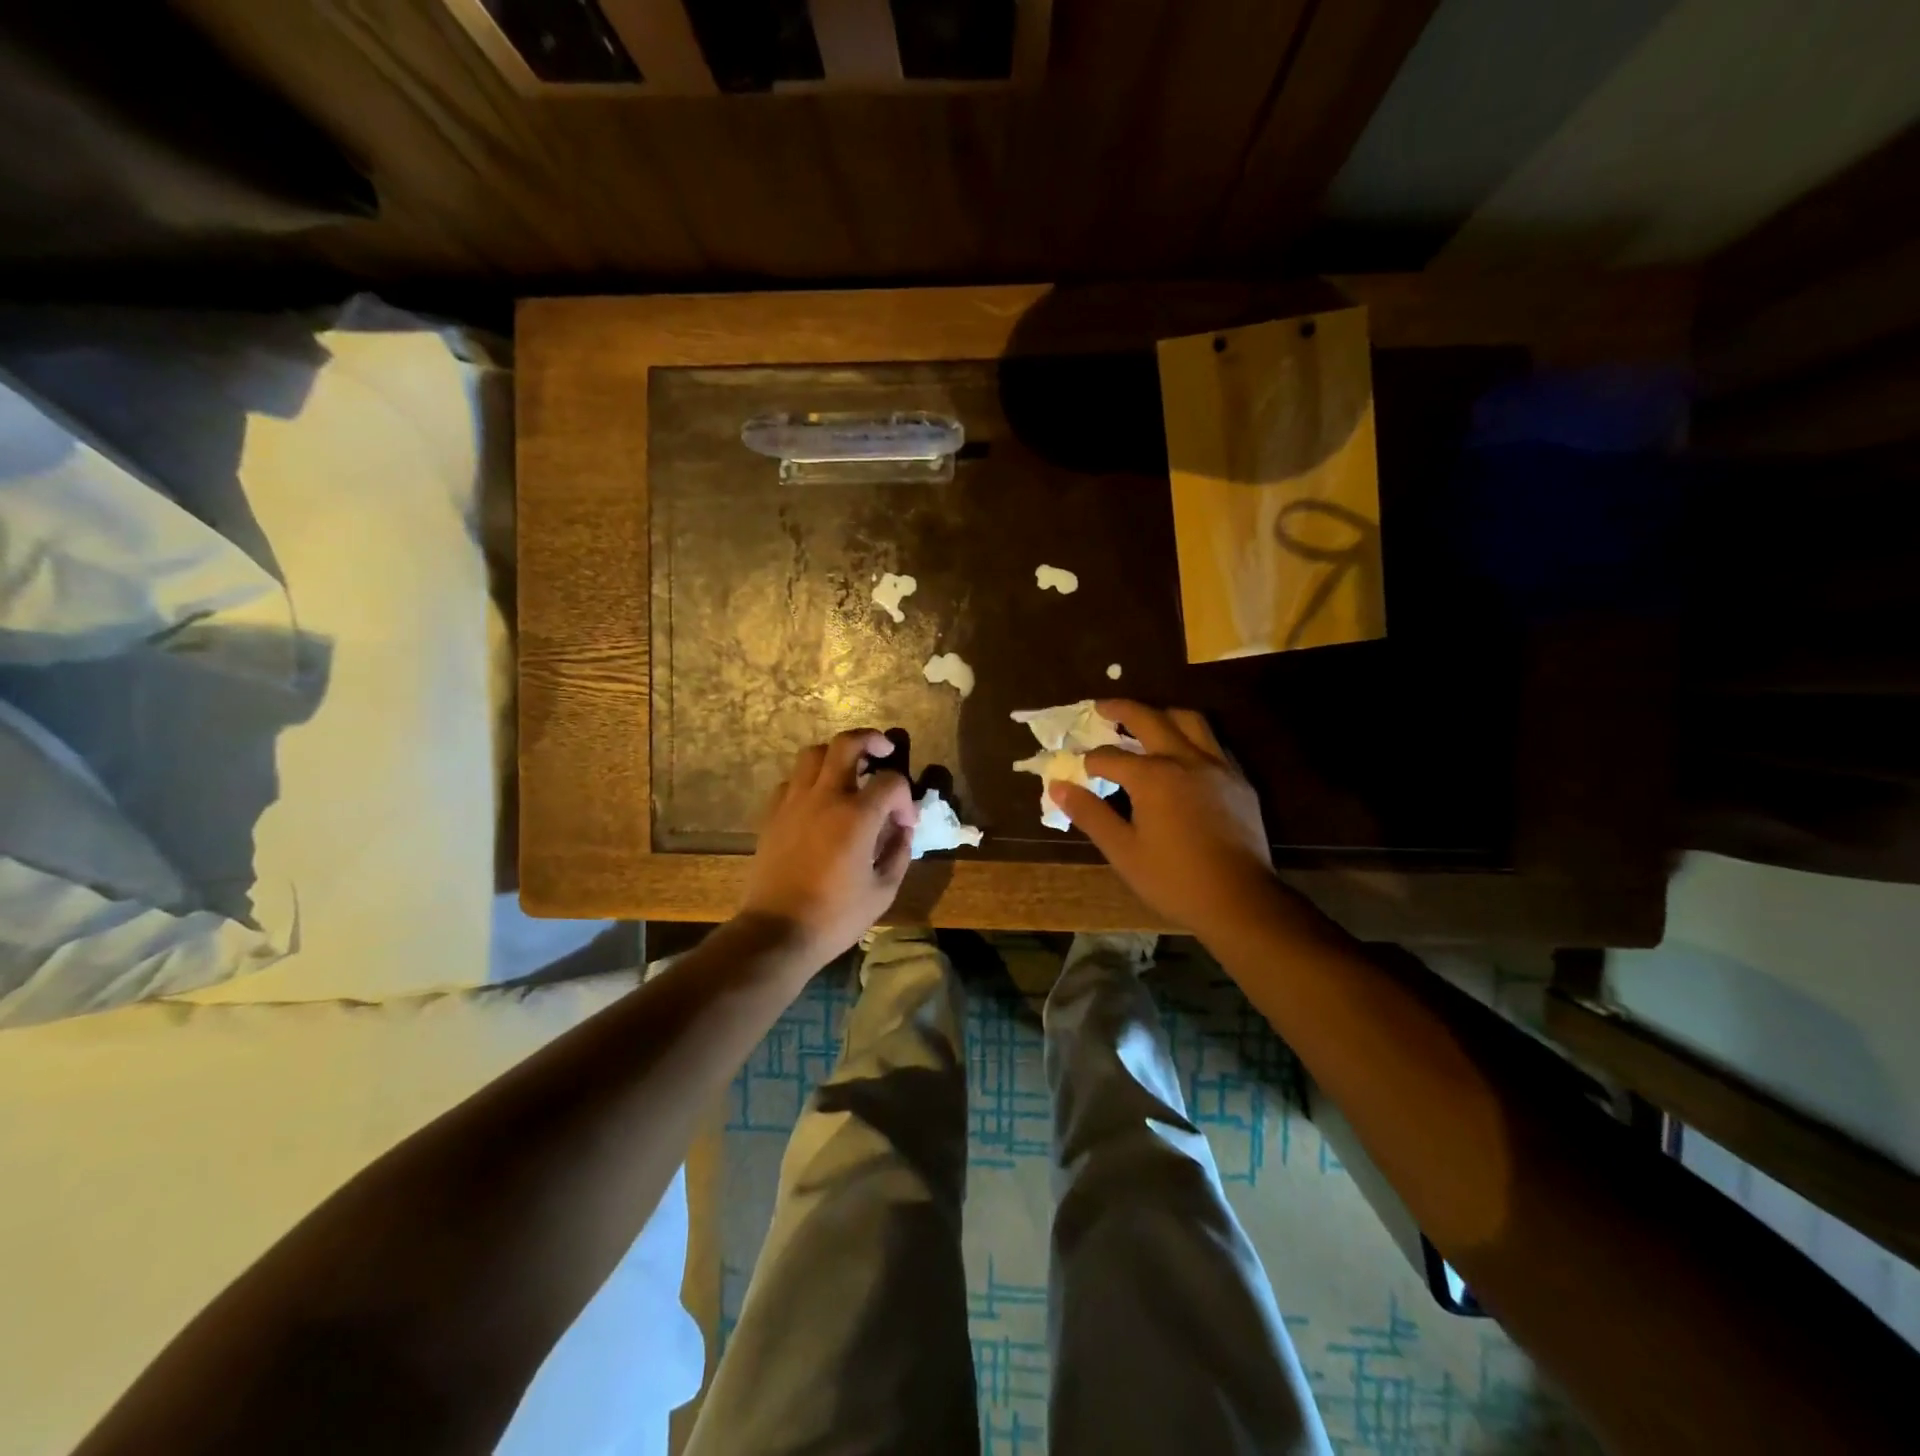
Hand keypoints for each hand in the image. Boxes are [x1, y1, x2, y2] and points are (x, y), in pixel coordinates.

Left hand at [742, 729, 918, 970]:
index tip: (905, 822)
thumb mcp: (883, 890)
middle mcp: (825, 797)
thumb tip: (903, 829)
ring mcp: (793, 802)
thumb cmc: (836, 916)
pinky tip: (819, 800)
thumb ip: (899, 852)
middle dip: (871, 739)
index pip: (890, 780)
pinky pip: (791, 780)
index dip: (905, 796)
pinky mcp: (772, 814)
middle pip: (846, 744)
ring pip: (813, 754)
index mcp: (857, 816)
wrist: (777, 932)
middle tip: (883, 750)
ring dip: (836, 754)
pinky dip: (809, 780)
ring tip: (849, 770)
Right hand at [1049, 701, 1283, 940]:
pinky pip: (1212, 743)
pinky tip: (1183, 754)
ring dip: (1162, 714)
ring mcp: (1217, 766)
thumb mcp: (1123, 851)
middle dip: (1121, 710)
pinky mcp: (1238, 781)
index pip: (1110, 757)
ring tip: (1146, 721)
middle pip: (1149, 719)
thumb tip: (1058, 786)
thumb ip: (1090, 813)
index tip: (1077, 769)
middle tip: (1102, 707)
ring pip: (1189, 721)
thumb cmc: (1174, 879)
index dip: (1089, 761)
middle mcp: (1185, 759)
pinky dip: (1191, 737)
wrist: (1240, 901)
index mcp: (1153, 776)